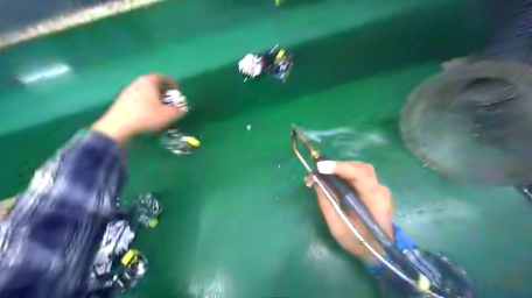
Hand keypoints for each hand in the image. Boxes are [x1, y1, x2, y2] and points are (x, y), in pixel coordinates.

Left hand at [93, 74, 186, 144]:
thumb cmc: (147, 116)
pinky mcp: (122, 100)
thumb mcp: (169, 115)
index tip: (178, 90)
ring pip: (146, 91)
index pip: (163, 78)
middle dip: (164, 91)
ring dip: (155, 97)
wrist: (119, 126)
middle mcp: (138, 82)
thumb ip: (179, 110)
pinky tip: (149, 112)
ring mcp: (128, 91)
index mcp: (149, 82)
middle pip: (154, 84)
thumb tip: (183, 108)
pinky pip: (139, 97)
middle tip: (171, 99)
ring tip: (161, 107)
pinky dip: (146, 102)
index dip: (172, 84)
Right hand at [308, 161, 394, 264]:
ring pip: (360, 169)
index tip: (320, 167)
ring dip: (342, 169)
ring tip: (324, 174)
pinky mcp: (374, 190)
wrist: (379, 251)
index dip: (340, 167)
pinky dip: (345, 174)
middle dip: (339, 166)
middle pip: (361, 168)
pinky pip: (359, 175)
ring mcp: (379, 189)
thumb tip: (316, 181)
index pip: (360, 175)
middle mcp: (380, 190)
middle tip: (320, 170)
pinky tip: (334, 179)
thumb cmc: (358, 242)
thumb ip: (327, 202)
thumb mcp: (338, 226)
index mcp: (375, 200)